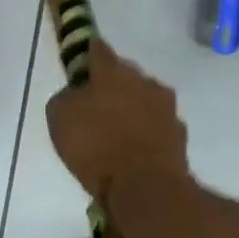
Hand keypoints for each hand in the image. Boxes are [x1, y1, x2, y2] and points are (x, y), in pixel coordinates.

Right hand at [45, 41, 189, 201]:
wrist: (145, 187)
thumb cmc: (95, 147)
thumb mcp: (59, 117)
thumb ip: (67, 97)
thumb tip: (77, 94)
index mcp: (113, 72)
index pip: (98, 49)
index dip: (87, 53)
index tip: (81, 60)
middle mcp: (144, 81)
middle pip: (125, 74)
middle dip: (111, 84)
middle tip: (95, 103)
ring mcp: (166, 107)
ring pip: (144, 98)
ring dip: (131, 107)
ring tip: (115, 130)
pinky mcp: (179, 133)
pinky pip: (156, 125)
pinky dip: (145, 131)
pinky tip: (133, 149)